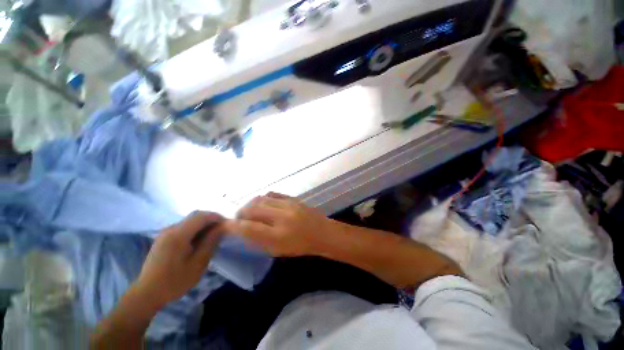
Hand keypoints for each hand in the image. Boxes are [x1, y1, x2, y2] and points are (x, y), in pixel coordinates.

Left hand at [134, 212, 224, 309]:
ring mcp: (165, 232)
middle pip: (196, 216)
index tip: (227, 225)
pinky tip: (199, 241)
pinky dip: (195, 229)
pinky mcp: (164, 238)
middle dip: (211, 220)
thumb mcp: (198, 263)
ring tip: (212, 236)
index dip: (217, 217)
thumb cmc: (175, 281)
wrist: (147, 294)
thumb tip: (221, 227)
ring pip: (190, 221)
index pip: (202, 216)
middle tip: (221, 230)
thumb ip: (210, 242)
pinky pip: (184, 227)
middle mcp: (170, 229)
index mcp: (178, 234)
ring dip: (203, 225)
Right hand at [224, 193, 334, 256]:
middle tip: (239, 218)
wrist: (322, 232)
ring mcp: (288, 204)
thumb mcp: (278, 251)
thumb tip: (243, 230)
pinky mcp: (293, 198)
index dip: (233, 226)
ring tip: (250, 210)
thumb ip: (259, 240)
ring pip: (261, 199)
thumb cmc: (300, 246)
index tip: (225, 225)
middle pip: (252, 209)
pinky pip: (272, 194)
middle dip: (241, 213)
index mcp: (278, 236)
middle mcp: (282, 217)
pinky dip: (263, 198)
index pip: (249, 228)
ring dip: (250, 204)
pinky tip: (263, 204)